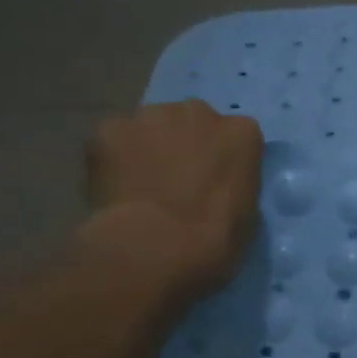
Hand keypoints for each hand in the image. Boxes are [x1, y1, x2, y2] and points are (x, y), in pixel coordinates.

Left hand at [78, 100, 266, 298]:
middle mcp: (199, 112)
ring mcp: (151, 116)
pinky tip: (116, 187)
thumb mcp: (247, 210)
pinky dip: (114, 158)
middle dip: (187, 143)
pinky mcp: (109, 129)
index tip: (215, 182)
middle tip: (178, 179)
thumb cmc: (217, 236)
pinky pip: (114, 140)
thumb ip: (234, 183)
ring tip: (143, 183)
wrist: (157, 245)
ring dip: (150, 146)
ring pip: (151, 126)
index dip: (222, 159)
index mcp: (242, 132)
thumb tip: (216, 186)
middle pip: (193, 120)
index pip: (236, 136)